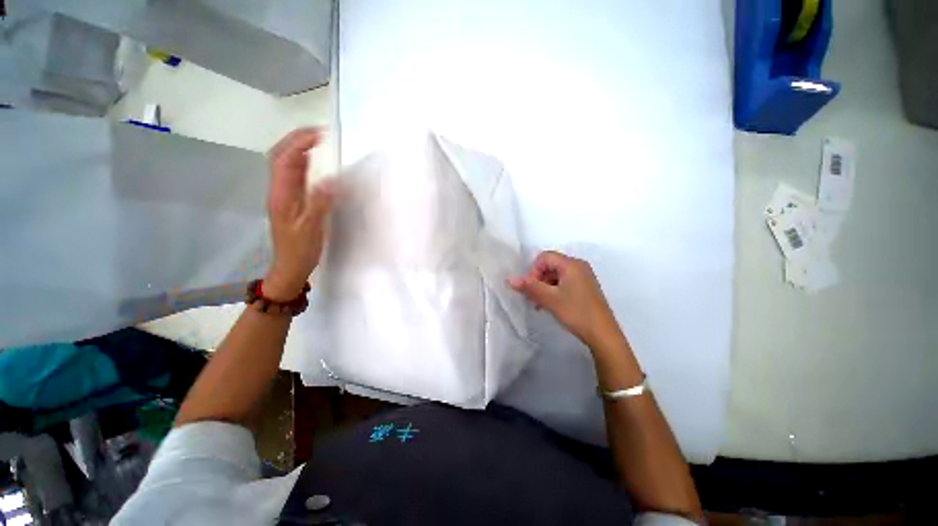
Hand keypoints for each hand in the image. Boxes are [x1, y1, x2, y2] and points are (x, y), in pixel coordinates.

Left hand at [263, 128, 335, 300]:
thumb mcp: (312, 228)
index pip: (285, 159)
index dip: (300, 142)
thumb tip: (331, 179)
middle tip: (319, 133)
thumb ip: (320, 202)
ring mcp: (283, 195)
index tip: (321, 134)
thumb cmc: (300, 250)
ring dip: (299, 148)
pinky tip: (314, 162)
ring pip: (285, 164)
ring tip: (318, 141)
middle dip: (297, 139)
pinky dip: (303, 163)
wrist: (289, 267)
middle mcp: (279, 190)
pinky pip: (293, 175)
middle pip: (280, 156)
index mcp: (282, 195)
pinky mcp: (290, 201)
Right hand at [509, 251, 620, 347]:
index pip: (544, 257)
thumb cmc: (576, 312)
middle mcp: (578, 266)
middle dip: (538, 279)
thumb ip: (529, 287)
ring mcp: (583, 276)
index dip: (533, 270)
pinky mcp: (585, 287)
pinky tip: (551, 305)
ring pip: (556, 275)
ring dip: (545, 287)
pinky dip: (554, 290)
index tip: (531, 288)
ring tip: (540, 304)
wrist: (603, 334)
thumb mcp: (550, 299)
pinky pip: (564, 282)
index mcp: (571, 264)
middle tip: (533, 297)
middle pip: (550, 265)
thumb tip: (509, 279)